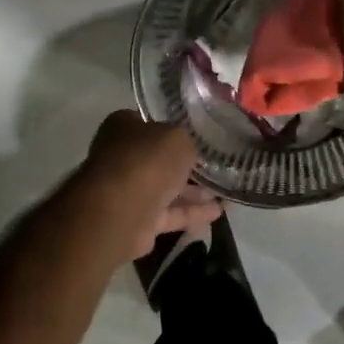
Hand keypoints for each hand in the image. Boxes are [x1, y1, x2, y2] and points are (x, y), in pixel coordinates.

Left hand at [82, 111, 223, 258]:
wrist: (121, 211)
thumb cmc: (147, 161)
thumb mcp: (178, 138)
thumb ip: (185, 140)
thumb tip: (185, 149)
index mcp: (122, 127)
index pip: (149, 123)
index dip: (173, 128)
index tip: (197, 136)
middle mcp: (120, 156)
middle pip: (157, 159)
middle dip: (185, 165)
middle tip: (215, 166)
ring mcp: (127, 190)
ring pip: (164, 189)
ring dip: (192, 192)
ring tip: (223, 192)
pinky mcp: (136, 220)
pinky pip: (168, 214)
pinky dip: (190, 213)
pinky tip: (217, 213)